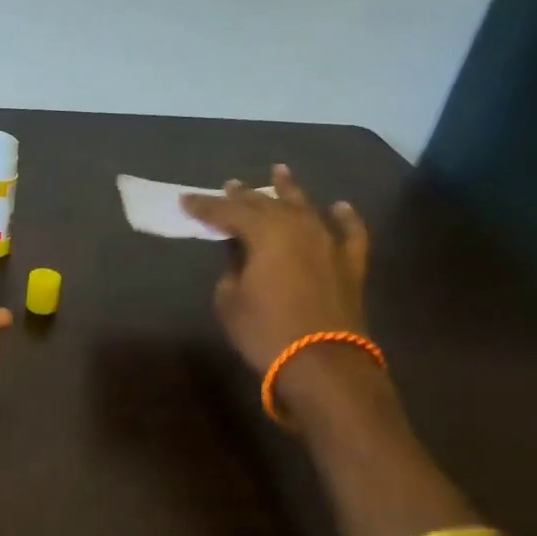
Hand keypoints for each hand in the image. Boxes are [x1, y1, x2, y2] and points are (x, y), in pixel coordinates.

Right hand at [180, 164, 370, 376]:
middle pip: (267, 204)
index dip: (205, 206)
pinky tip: (339, 206)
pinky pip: (350, 232)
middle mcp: (299, 227)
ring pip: (306, 208)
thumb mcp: (230, 301)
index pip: (228, 212)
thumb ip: (232, 271)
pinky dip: (345, 217)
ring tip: (279, 173)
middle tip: (229, 185)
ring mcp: (329, 242)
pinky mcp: (351, 263)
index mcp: (265, 233)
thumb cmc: (265, 331)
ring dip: (290, 191)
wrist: (321, 362)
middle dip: (245, 195)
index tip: (185, 200)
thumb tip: (242, 259)